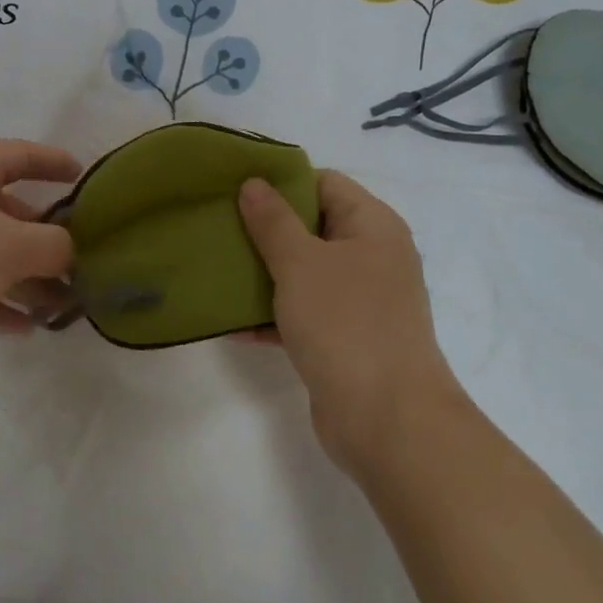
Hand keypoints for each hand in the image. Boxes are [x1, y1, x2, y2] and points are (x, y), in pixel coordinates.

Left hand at [0, 140, 80, 376]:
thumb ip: (54, 246)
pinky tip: (25, 329)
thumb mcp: (10, 246)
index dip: (53, 162)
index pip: (21, 155)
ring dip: (27, 278)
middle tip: (81, 262)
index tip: (82, 176)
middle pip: (10, 211)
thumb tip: (70, 252)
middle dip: (46, 239)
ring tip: (62, 306)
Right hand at [237, 171, 462, 474]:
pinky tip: (231, 320)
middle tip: (217, 224)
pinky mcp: (344, 337)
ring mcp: (359, 300)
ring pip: (303, 271)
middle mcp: (371, 257)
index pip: (324, 183)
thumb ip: (273, 221)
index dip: (281, 181)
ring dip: (263, 271)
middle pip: (311, 226)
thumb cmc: (346, 325)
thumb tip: (253, 183)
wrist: (387, 422)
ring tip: (215, 266)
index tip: (235, 186)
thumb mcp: (301, 263)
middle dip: (264, 227)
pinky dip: (271, 313)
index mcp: (373, 226)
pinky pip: (302, 311)